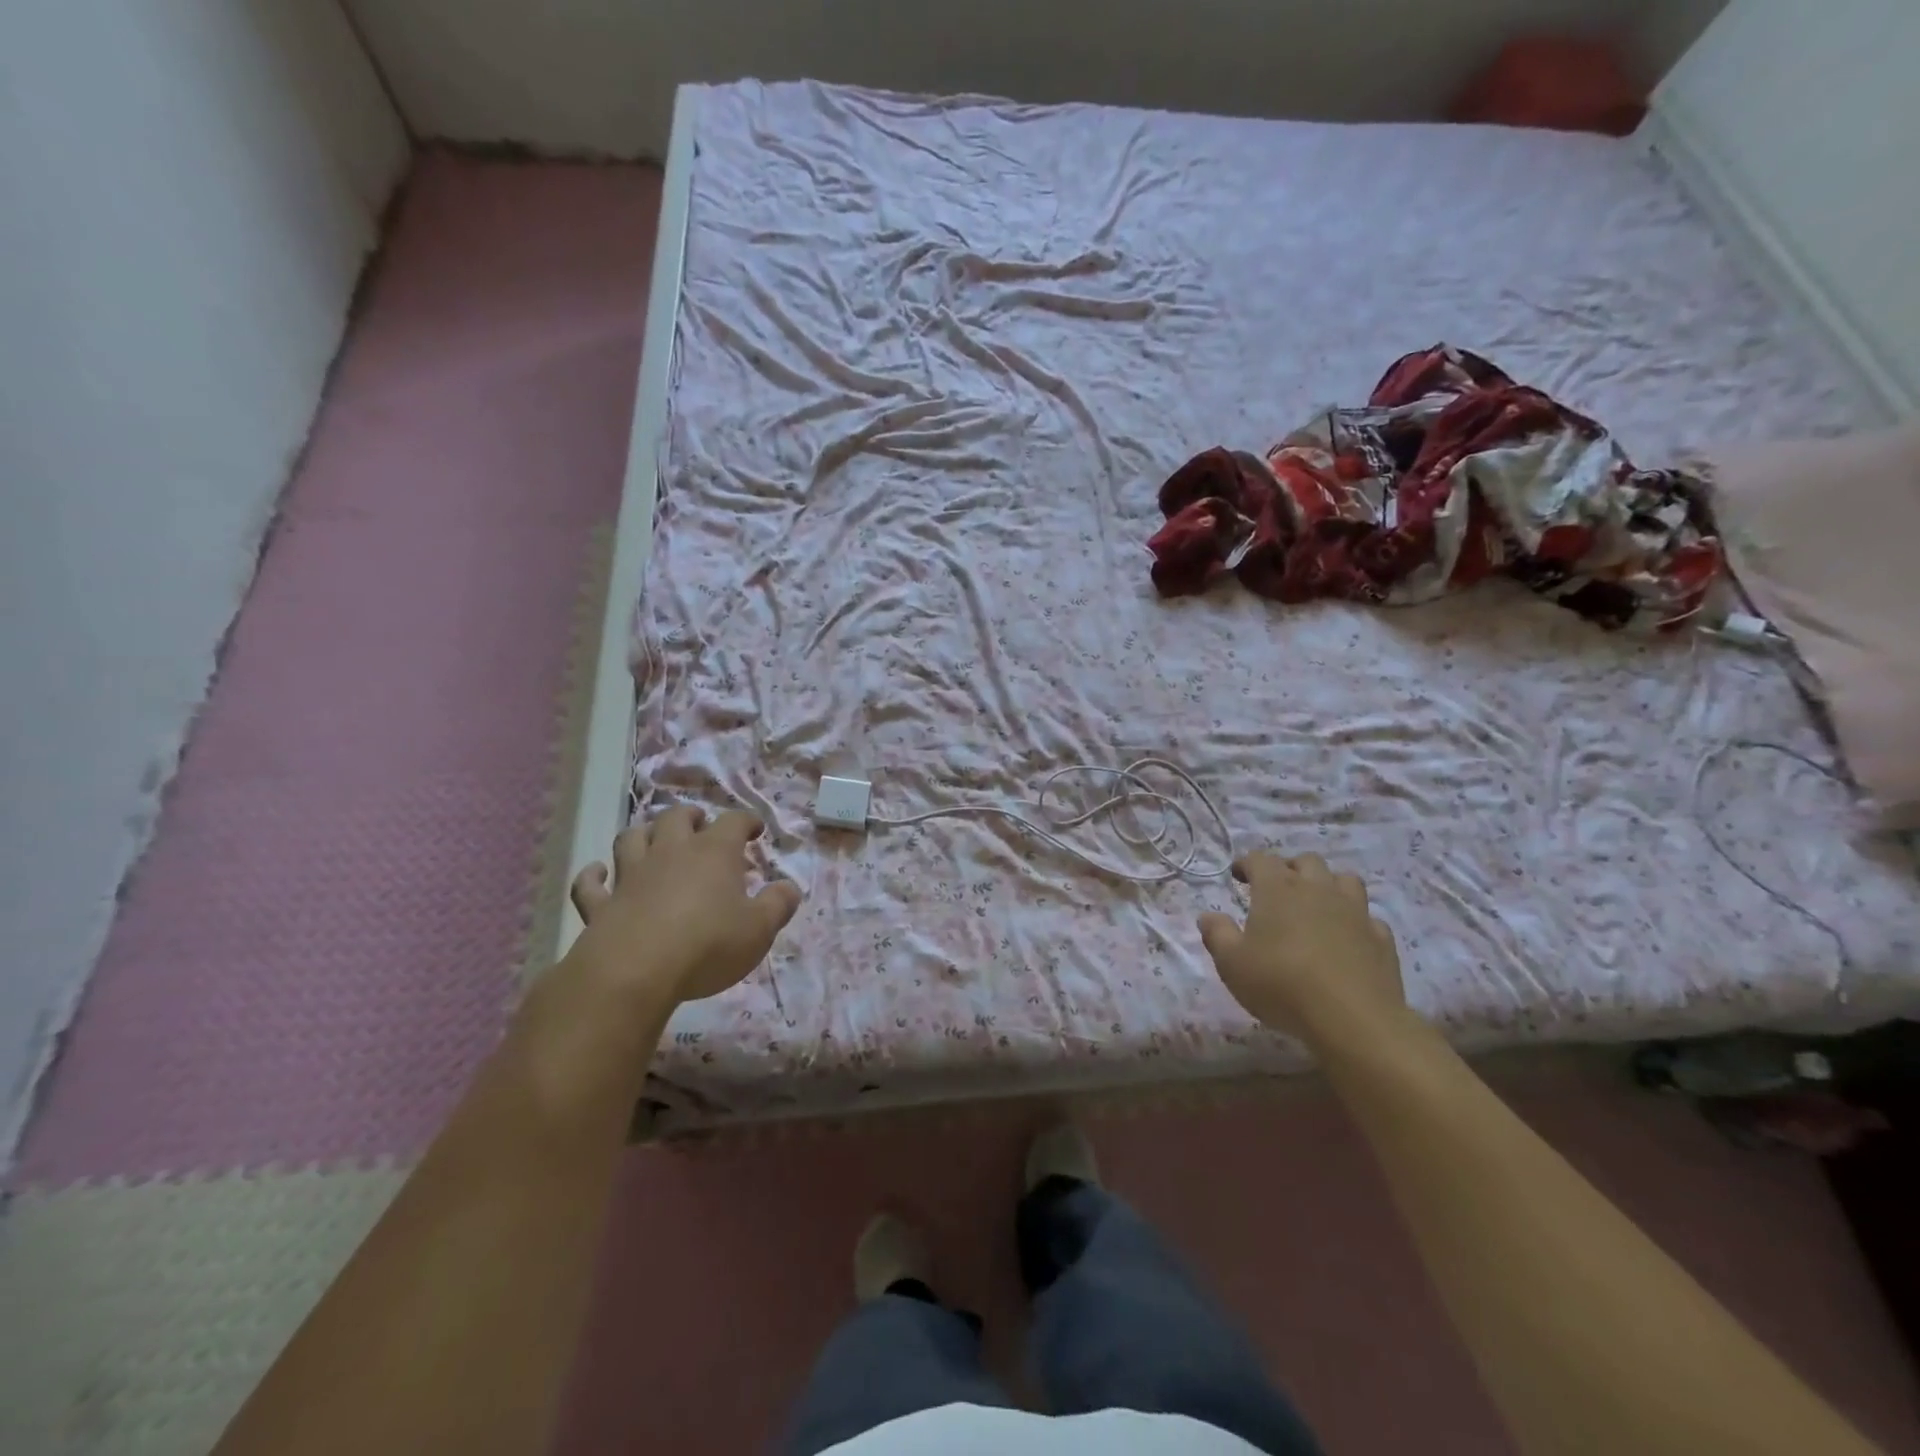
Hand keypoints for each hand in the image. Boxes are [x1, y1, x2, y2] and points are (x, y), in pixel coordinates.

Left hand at [567, 805, 801, 1008]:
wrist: (635, 972)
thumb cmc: (708, 945)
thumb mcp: (759, 929)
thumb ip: (778, 905)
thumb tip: (790, 888)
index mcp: (713, 853)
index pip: (733, 822)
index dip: (746, 821)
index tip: (755, 830)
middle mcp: (671, 853)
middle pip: (676, 818)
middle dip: (690, 816)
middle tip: (700, 825)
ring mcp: (631, 876)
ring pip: (632, 838)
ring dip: (643, 834)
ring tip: (653, 839)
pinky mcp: (602, 904)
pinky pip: (590, 884)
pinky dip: (593, 876)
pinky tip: (598, 874)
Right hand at [1197, 852, 1404, 1038]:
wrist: (1353, 1019)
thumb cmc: (1281, 984)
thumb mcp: (1232, 963)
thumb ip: (1217, 934)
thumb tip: (1208, 916)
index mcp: (1278, 889)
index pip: (1260, 859)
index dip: (1246, 863)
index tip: (1238, 875)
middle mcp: (1317, 889)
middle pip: (1305, 861)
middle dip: (1289, 868)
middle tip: (1277, 889)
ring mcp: (1355, 911)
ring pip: (1344, 880)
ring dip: (1328, 885)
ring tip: (1316, 905)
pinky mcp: (1381, 938)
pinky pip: (1368, 917)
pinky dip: (1355, 921)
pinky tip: (1348, 937)